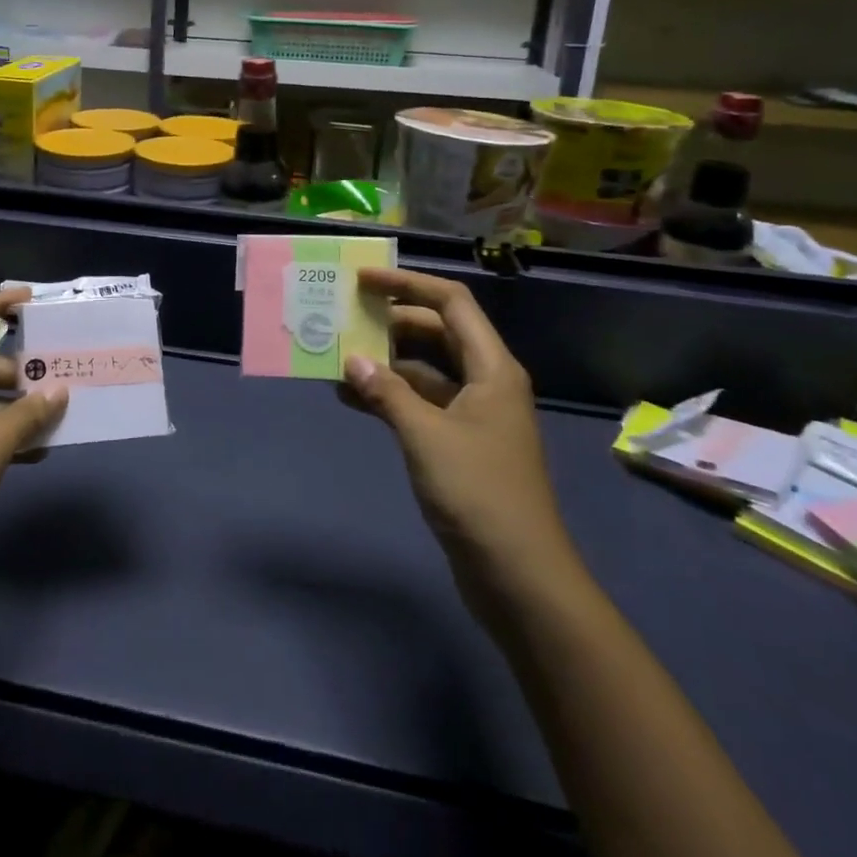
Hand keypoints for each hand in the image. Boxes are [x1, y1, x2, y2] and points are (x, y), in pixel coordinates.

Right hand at [339, 269, 583, 611]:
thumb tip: (350, 361)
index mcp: (492, 368)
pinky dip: (390, 397)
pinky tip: (353, 399)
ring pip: (425, 370)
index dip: (407, 285)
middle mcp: (486, 382)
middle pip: (437, 332)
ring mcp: (474, 415)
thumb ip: (386, 393)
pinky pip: (421, 404)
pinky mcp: (460, 444)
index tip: (362, 281)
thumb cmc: (478, 493)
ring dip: (386, 363)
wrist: (519, 575)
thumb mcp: (425, 436)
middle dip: (391, 322)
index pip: (451, 303)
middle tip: (345, 317)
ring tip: (338, 358)